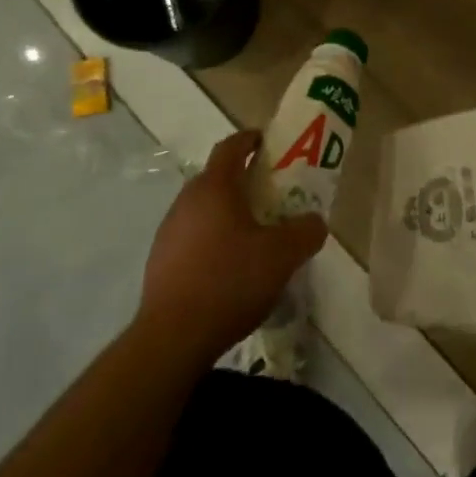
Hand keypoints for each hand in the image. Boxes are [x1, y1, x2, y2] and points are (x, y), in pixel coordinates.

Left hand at [137, 130, 327, 362]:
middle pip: (216, 177)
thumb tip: (316, 220)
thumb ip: (305, 232)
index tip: (267, 142)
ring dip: (225, 213)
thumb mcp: (282, 256)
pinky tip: (226, 268)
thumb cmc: (230, 281)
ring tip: (251, 236)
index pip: (231, 146)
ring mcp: (169, 229)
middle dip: (242, 180)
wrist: (172, 337)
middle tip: (269, 196)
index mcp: (215, 186)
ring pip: (202, 208)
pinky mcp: (159, 260)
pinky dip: (210, 240)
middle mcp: (187, 199)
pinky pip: (191, 236)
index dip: (250, 139)